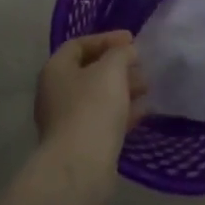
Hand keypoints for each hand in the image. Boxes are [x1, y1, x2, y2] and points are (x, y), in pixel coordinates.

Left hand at [32, 31, 147, 204]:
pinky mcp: (81, 142)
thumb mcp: (111, 70)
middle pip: (89, 71)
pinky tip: (144, 111)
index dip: (106, 39)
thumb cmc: (92, 107)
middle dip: (118, 65)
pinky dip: (122, 111)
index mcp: (55, 69)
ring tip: (148, 87)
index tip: (132, 40)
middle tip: (142, 65)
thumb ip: (121, 53)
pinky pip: (103, 119)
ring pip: (98, 96)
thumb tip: (127, 52)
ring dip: (123, 89)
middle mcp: (56, 92)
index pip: (79, 44)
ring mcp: (66, 119)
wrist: (81, 165)